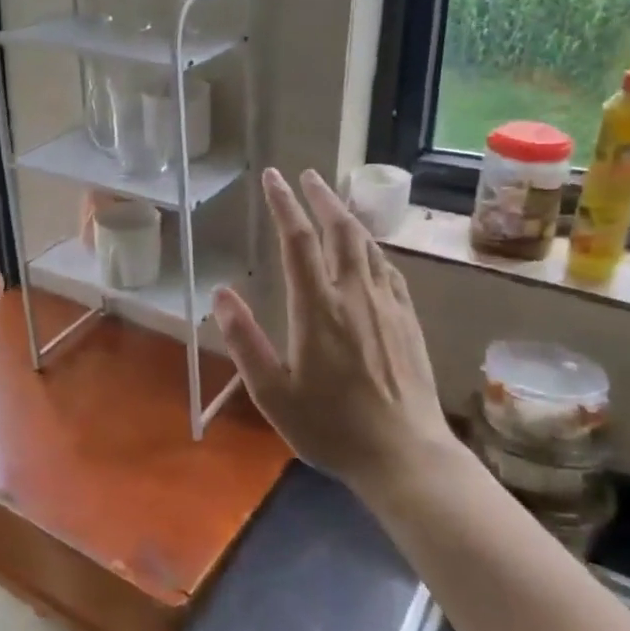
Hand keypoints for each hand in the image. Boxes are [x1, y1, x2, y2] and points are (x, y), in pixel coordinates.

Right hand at [213, 168, 452, 494]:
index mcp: (318, 309)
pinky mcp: (408, 321)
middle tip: (307, 175)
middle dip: (321, 197)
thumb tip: (221, 294)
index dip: (284, 204)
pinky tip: (369, 252)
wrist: (405, 455)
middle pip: (340, 230)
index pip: (298, 241)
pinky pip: (389, 270)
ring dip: (348, 217)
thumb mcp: (273, 394)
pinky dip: (373, 248)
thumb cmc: (331, 427)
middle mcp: (355, 295)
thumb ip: (245, 341)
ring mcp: (387, 306)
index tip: (273, 178)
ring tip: (334, 203)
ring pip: (368, 245)